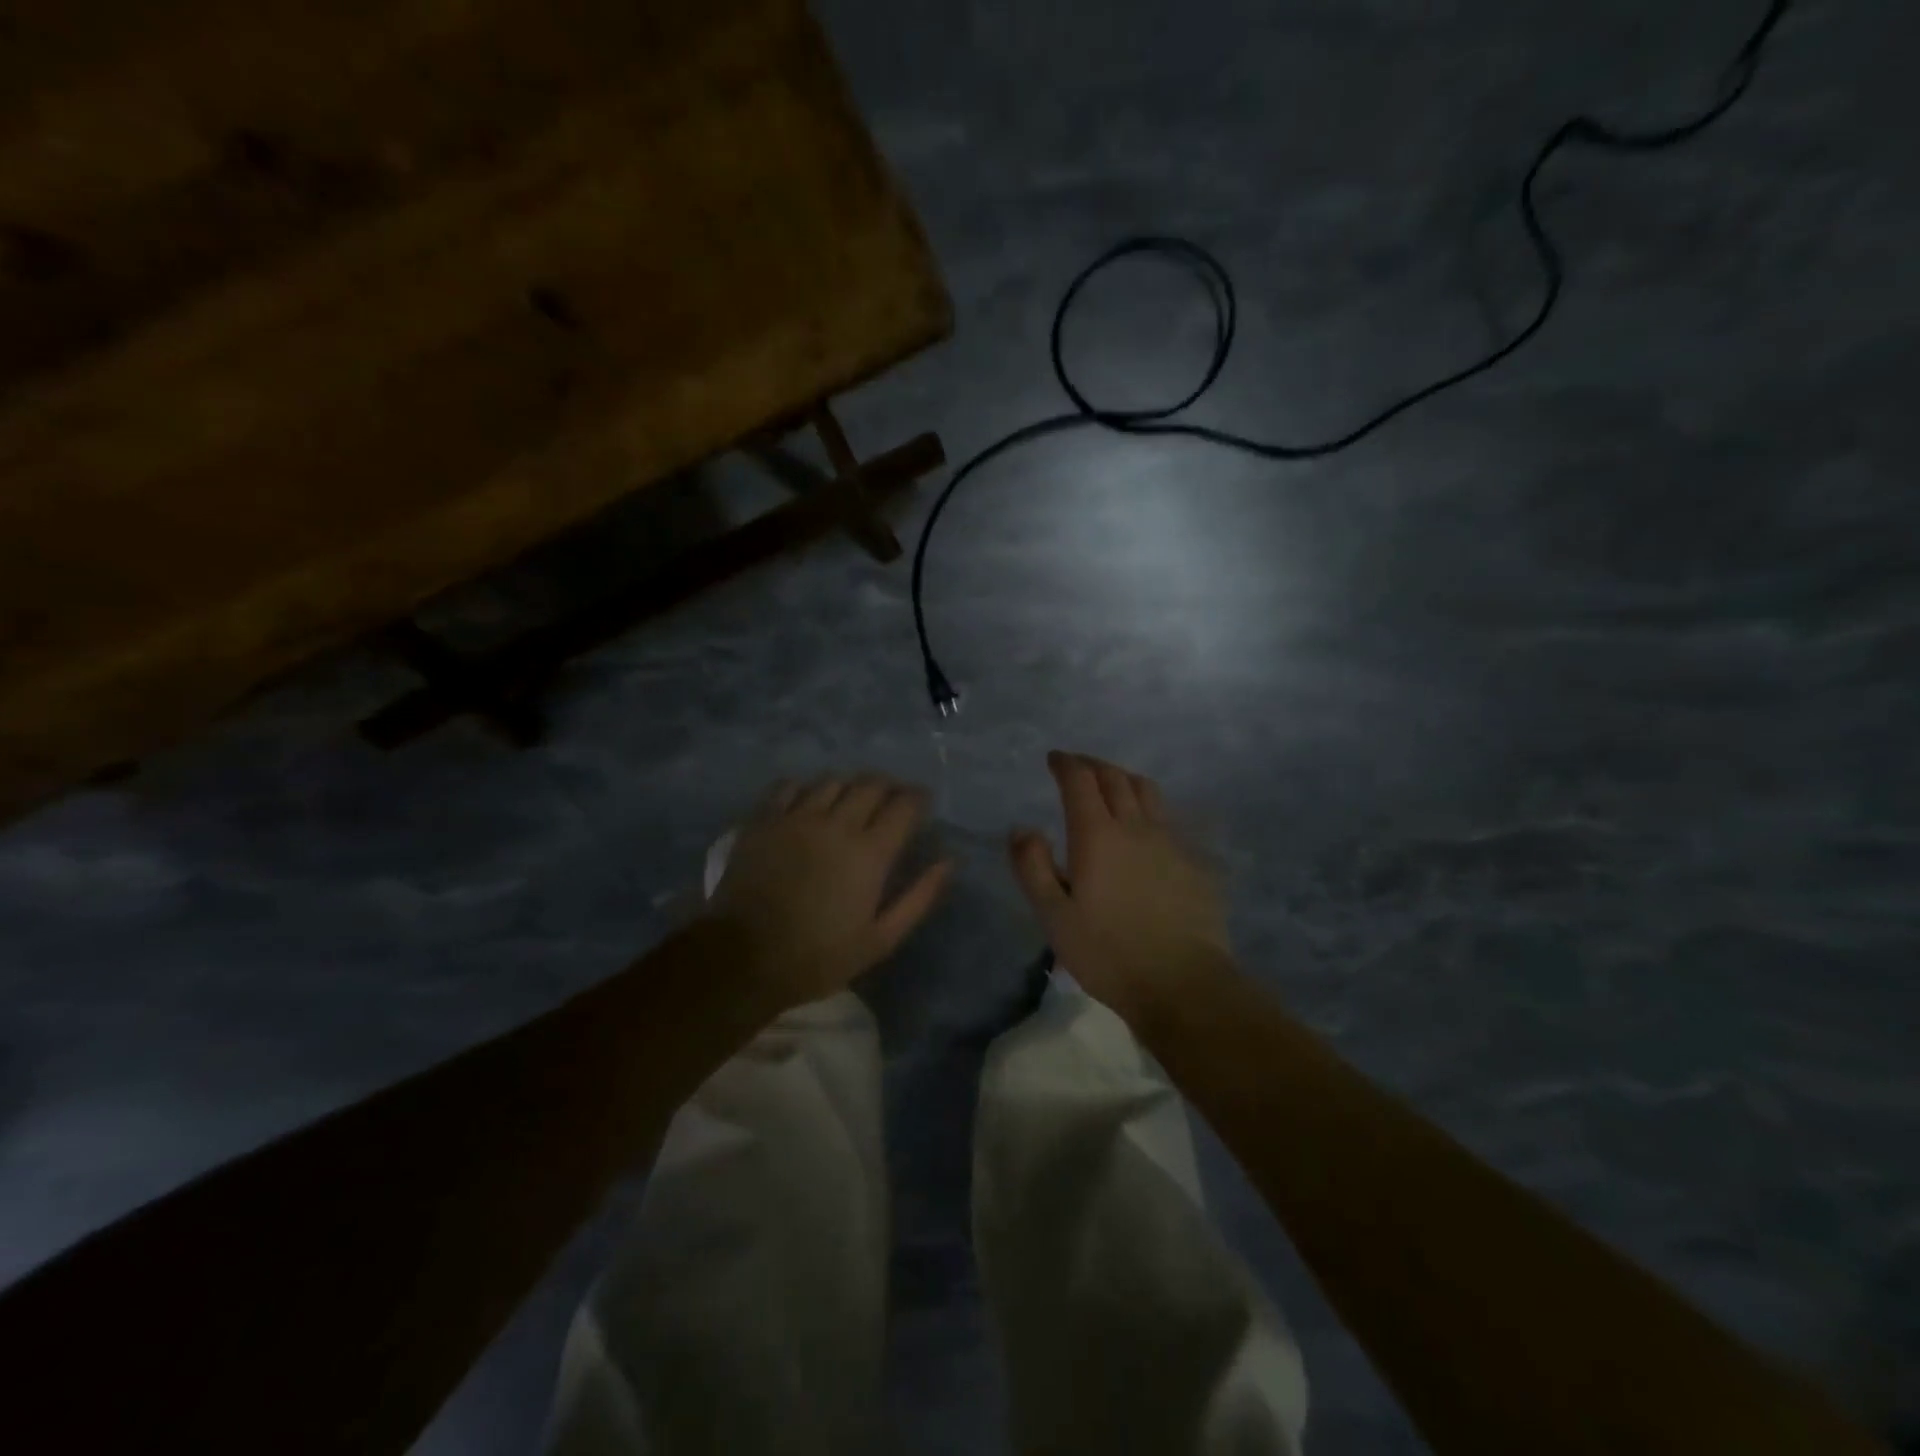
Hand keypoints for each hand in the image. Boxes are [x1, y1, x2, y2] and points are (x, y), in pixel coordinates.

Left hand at [707, 775, 952, 1014]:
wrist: (742, 958)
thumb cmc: (818, 956)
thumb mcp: (880, 939)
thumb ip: (919, 897)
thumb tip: (948, 861)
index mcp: (869, 852)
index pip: (904, 805)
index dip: (918, 798)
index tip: (921, 804)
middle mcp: (836, 823)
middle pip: (870, 784)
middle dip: (888, 787)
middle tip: (890, 800)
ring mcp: (796, 817)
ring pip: (832, 780)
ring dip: (850, 785)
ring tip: (851, 800)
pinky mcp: (764, 820)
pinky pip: (790, 786)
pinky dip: (807, 788)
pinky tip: (809, 801)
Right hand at [1010, 751, 1234, 1028]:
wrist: (1183, 982)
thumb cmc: (1108, 953)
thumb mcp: (1054, 916)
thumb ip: (1033, 867)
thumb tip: (1021, 828)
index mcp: (1097, 835)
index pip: (1080, 781)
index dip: (1065, 763)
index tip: (1054, 759)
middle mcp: (1135, 827)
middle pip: (1115, 777)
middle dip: (1092, 764)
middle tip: (1077, 766)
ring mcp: (1170, 841)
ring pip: (1147, 791)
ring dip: (1124, 778)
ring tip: (1112, 784)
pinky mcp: (1193, 861)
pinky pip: (1168, 818)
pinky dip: (1149, 807)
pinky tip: (1145, 826)